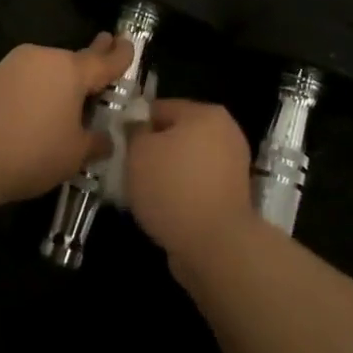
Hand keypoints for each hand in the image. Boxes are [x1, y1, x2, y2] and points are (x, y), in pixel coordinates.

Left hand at [0, 34, 133, 203]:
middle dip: (92, 57)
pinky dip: (38, 89)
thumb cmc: (32, 150)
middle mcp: (46, 57)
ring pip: (48, 68)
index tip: (129, 43)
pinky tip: (38, 108)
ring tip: (69, 99)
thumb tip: (105, 139)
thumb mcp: (74, 154)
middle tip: (105, 46)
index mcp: (73, 70)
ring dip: (60, 79)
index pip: (105, 60)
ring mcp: (16, 63)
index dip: (121, 54)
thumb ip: (95, 142)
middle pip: (75, 59)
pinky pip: (28, 78)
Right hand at [124, 98, 254, 266]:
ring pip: (186, 161)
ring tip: (145, 194)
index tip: (119, 146)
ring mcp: (233, 165)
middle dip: (153, 150)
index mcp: (206, 113)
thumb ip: (134, 132)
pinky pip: (197, 185)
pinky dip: (182, 193)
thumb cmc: (173, 187)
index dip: (135, 125)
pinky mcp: (233, 196)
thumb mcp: (138, 152)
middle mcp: (226, 132)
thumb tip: (138, 128)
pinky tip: (164, 208)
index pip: (160, 108)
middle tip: (130, 170)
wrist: (215, 245)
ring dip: (167, 173)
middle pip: (176, 134)